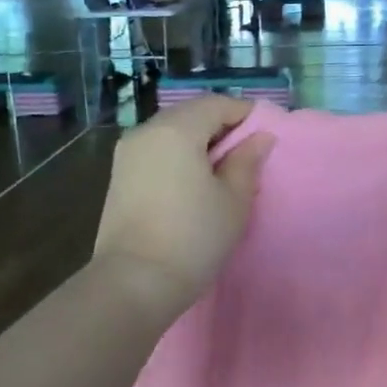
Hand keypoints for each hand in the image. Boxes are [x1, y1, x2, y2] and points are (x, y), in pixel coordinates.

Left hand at [92, 96, 275, 311]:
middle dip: (221, 127)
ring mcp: (127, 154)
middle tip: (247, 154)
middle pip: (190, 114)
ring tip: (223, 171)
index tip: (266, 135)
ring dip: (199, 142)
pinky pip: (156, 151)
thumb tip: (260, 138)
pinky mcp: (119, 176)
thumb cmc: (193, 237)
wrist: (134, 282)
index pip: (216, 104)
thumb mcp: (233, 200)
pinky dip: (178, 156)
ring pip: (171, 132)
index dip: (245, 114)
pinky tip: (194, 182)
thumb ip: (247, 162)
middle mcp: (146, 131)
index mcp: (176, 129)